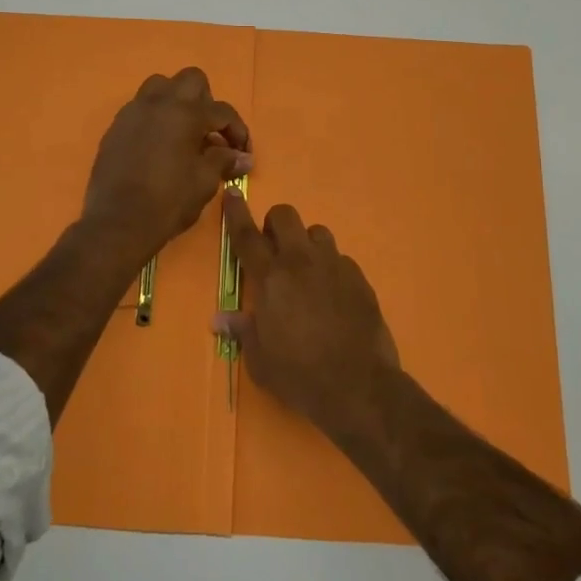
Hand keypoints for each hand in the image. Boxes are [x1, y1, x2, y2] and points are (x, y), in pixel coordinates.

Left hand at [81, 67, 251, 268]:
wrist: (117, 223)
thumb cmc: (168, 202)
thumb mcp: (204, 182)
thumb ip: (223, 161)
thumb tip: (243, 158)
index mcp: (186, 113)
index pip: (222, 111)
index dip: (238, 131)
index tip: (242, 153)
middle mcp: (159, 103)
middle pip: (191, 80)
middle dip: (207, 102)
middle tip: (210, 132)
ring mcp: (133, 112)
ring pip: (160, 86)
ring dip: (177, 102)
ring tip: (183, 132)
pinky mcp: (116, 127)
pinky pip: (140, 108)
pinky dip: (155, 117)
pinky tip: (159, 145)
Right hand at [216, 189, 399, 439]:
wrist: (359, 387)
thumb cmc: (300, 376)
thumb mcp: (260, 361)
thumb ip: (243, 331)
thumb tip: (220, 319)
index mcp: (271, 278)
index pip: (247, 235)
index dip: (236, 212)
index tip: (233, 194)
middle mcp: (301, 262)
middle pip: (285, 216)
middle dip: (275, 224)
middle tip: (273, 250)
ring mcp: (334, 267)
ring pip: (317, 232)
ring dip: (306, 244)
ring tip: (305, 272)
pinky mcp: (360, 279)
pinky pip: (341, 259)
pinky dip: (331, 269)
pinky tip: (332, 295)